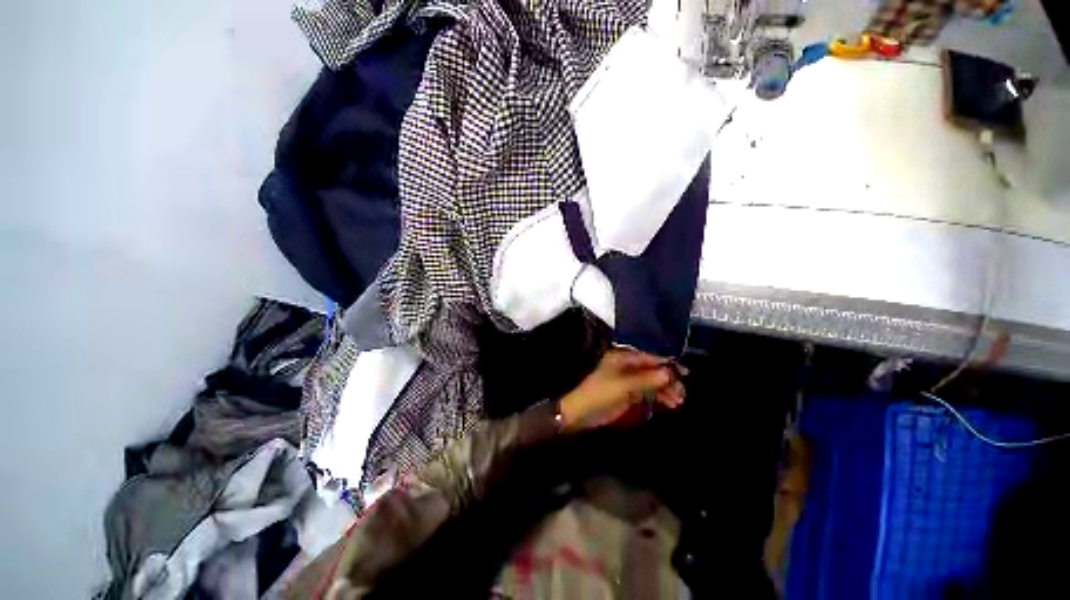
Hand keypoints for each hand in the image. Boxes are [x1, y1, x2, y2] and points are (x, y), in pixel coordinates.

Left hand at [558, 349, 685, 431]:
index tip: (684, 373)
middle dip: (669, 379)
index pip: (649, 356)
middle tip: (682, 392)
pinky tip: (670, 404)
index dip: (667, 363)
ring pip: (653, 380)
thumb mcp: (624, 386)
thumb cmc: (601, 394)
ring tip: (678, 401)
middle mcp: (627, 365)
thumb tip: (669, 373)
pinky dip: (659, 396)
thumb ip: (647, 379)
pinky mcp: (630, 392)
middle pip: (653, 369)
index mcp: (623, 357)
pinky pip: (649, 391)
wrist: (583, 412)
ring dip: (666, 389)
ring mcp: (629, 379)